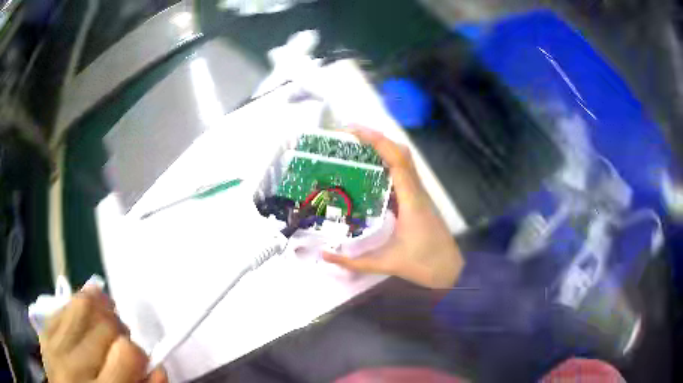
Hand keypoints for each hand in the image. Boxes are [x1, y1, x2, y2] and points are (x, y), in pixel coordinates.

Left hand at [39, 288, 166, 382]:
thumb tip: (158, 367)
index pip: (126, 353)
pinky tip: (90, 303)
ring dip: (101, 309)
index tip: (139, 363)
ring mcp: (54, 345)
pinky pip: (63, 307)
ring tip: (108, 320)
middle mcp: (75, 367)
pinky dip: (79, 301)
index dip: (139, 355)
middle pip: (104, 327)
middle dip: (120, 332)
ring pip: (81, 306)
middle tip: (122, 344)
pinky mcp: (44, 333)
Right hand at [324, 128, 463, 288]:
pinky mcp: (418, 200)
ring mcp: (419, 194)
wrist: (450, 270)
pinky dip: (387, 164)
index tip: (351, 131)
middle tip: (348, 139)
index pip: (396, 160)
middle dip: (376, 139)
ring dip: (382, 149)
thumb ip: (353, 262)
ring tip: (356, 149)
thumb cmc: (423, 265)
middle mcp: (417, 191)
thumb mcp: (385, 263)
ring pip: (404, 161)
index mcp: (411, 200)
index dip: (376, 141)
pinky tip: (370, 172)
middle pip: (401, 152)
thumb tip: (324, 255)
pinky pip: (403, 173)